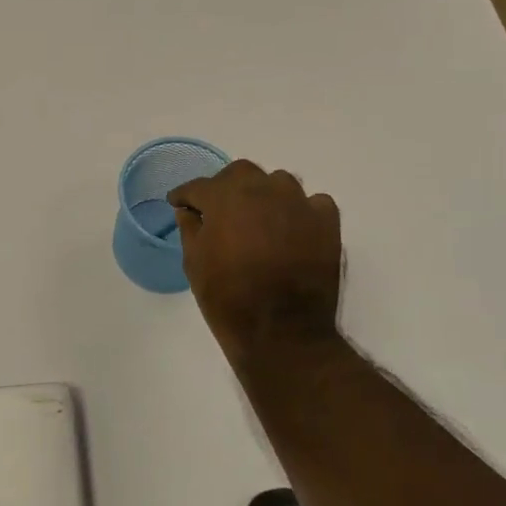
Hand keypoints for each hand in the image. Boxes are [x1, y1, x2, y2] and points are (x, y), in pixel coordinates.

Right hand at [168, 160, 343, 378]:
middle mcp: (263, 189)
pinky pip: (312, 203)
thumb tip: (188, 211)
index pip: (199, 186)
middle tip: (219, 210)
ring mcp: (299, 203)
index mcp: (225, 197)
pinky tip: (292, 230)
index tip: (179, 203)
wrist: (282, 332)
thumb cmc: (228, 298)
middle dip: (226, 187)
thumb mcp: (195, 263)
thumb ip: (190, 229)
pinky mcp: (326, 222)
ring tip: (258, 219)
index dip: (185, 195)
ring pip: (278, 183)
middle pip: (241, 173)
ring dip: (264, 195)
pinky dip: (300, 212)